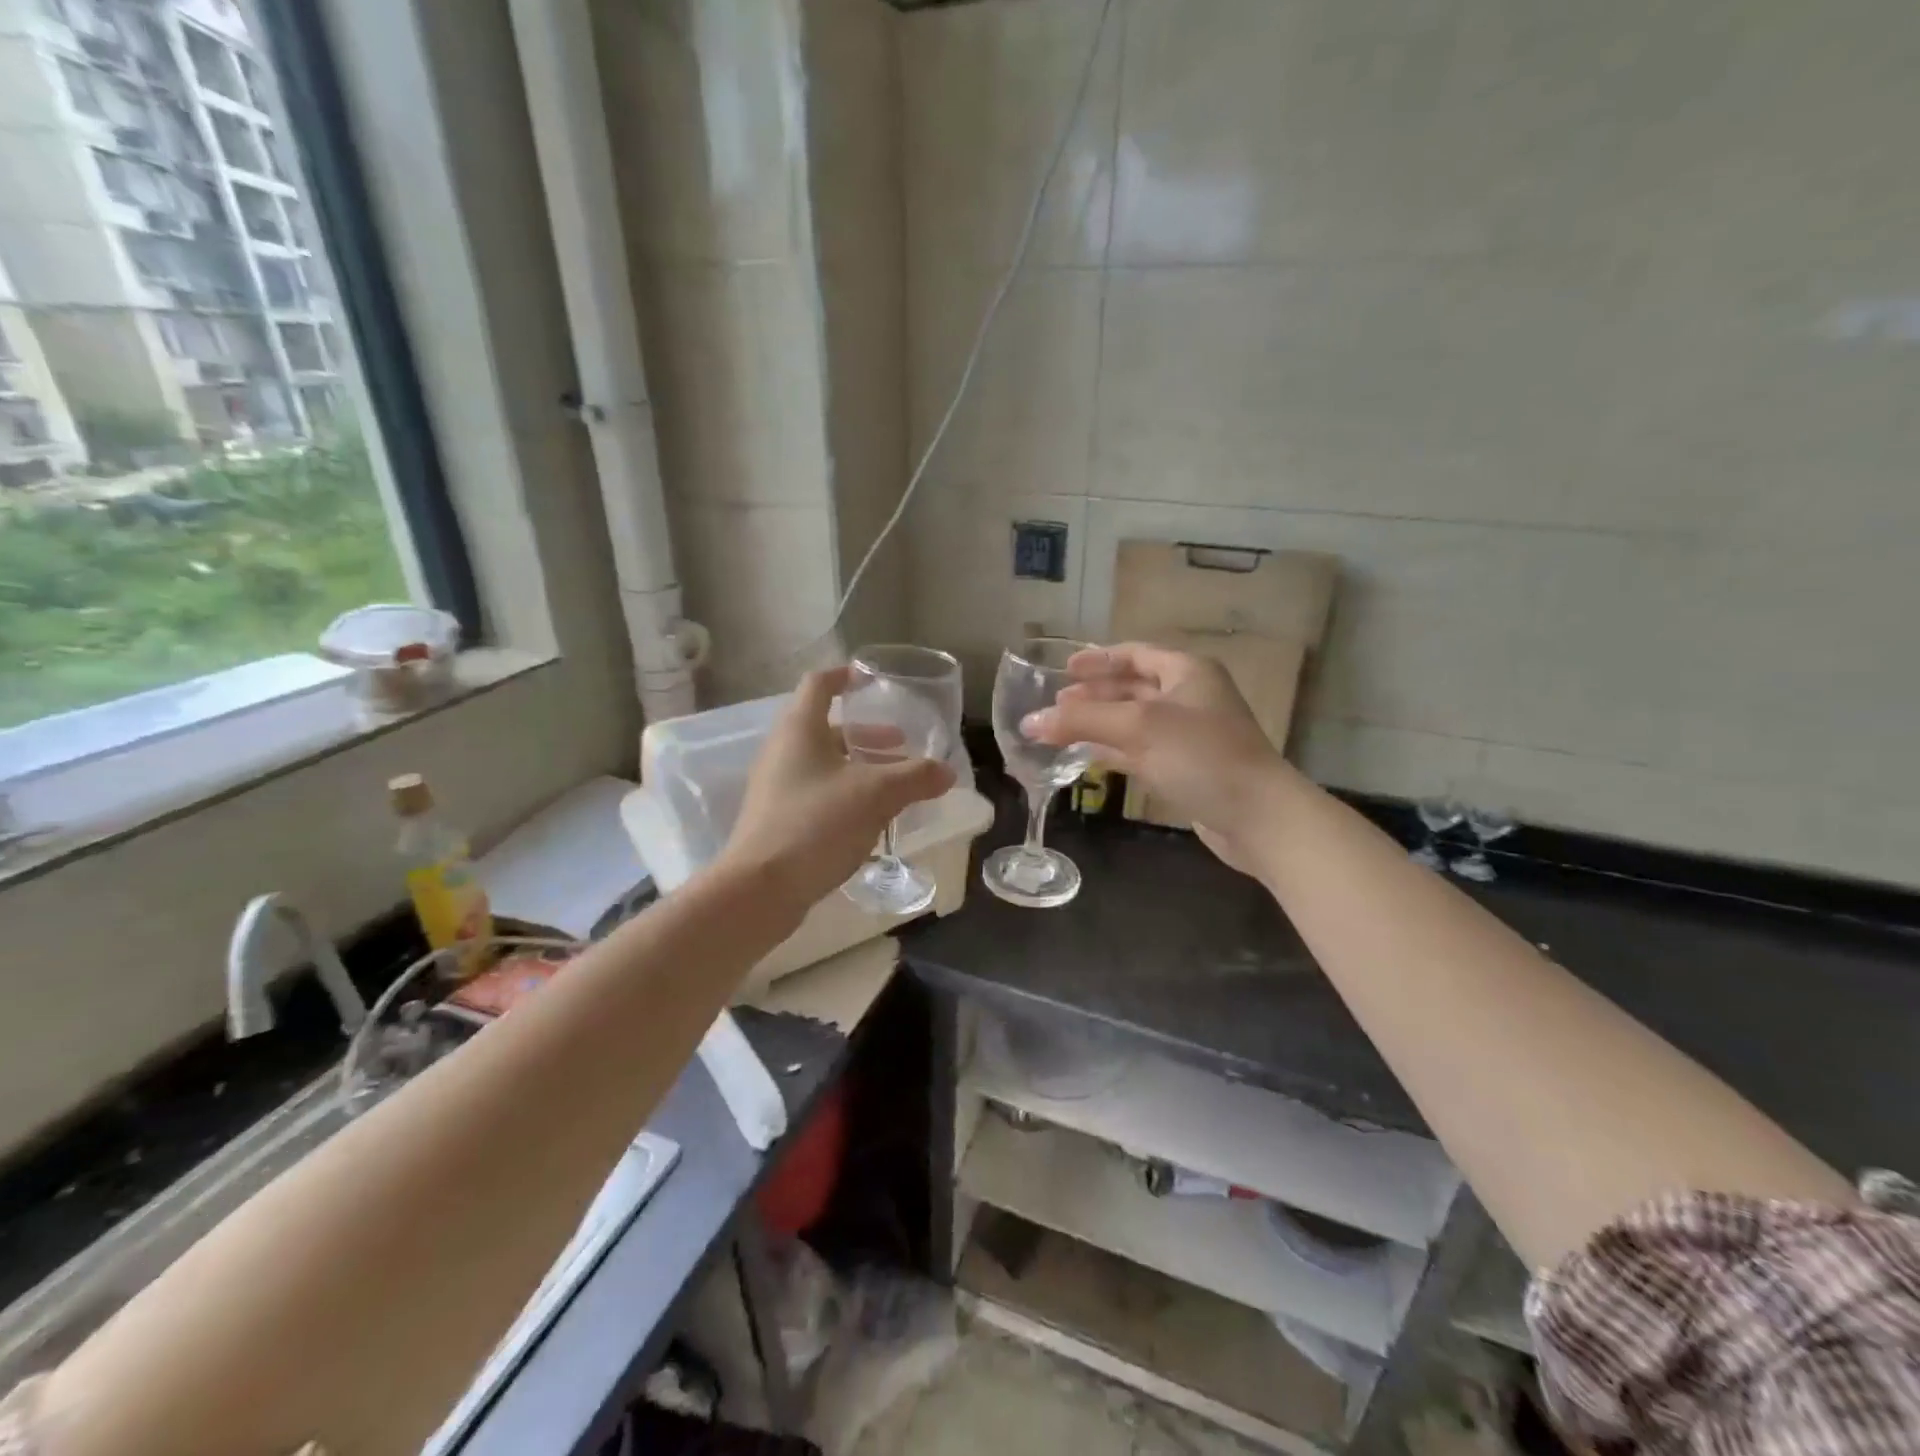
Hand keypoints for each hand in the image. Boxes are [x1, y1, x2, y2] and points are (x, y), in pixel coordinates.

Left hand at [721, 668, 955, 913]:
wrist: (761, 888)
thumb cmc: (817, 823)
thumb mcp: (876, 795)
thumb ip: (915, 778)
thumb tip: (946, 772)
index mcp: (799, 729)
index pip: (819, 684)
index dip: (844, 677)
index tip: (870, 681)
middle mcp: (782, 751)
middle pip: (826, 728)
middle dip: (866, 735)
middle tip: (901, 744)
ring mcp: (776, 787)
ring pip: (823, 763)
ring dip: (859, 766)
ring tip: (894, 784)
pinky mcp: (777, 819)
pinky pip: (817, 792)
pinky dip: (846, 792)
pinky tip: (872, 817)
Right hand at [1021, 643, 1290, 873]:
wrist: (1257, 816)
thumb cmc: (1201, 756)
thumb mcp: (1138, 727)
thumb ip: (1082, 721)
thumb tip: (1029, 722)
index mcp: (1187, 672)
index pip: (1135, 654)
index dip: (1098, 659)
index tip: (1063, 670)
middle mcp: (1189, 697)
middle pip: (1132, 687)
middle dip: (1094, 694)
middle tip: (1057, 704)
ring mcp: (1189, 736)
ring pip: (1134, 721)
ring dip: (1100, 723)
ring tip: (1062, 729)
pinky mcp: (1186, 769)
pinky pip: (1141, 751)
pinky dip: (1113, 751)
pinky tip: (1086, 757)